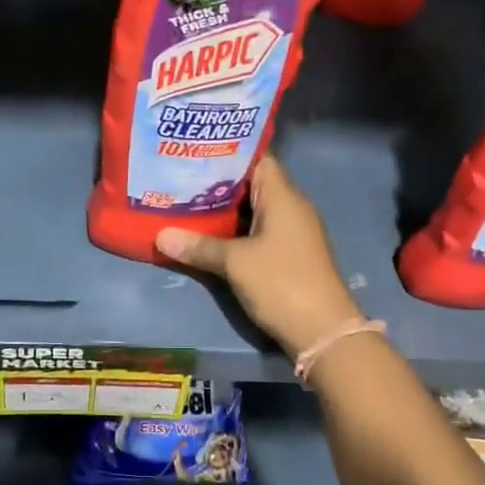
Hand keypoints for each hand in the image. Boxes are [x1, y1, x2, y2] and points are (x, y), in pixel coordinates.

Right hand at [154, 157, 363, 358]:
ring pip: (254, 210)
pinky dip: (235, 231)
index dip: (228, 153)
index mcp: (283, 196)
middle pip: (252, 184)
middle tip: (179, 179)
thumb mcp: (235, 263)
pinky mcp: (289, 255)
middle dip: (217, 183)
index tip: (195, 153)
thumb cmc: (281, 283)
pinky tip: (208, 236)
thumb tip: (161, 236)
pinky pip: (258, 232)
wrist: (323, 331)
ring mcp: (292, 233)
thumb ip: (199, 246)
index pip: (257, 158)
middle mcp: (291, 207)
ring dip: (225, 210)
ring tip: (185, 204)